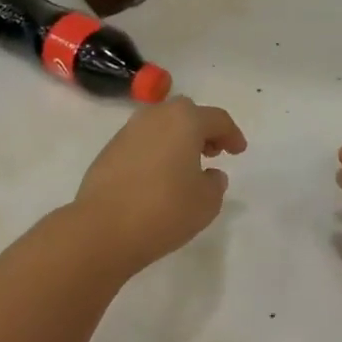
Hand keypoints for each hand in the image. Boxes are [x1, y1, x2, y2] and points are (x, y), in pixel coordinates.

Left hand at [73, 97, 247, 274]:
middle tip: (213, 152)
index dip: (232, 134)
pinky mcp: (110, 149)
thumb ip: (215, 183)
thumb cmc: (164, 210)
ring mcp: (128, 131)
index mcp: (185, 120)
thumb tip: (209, 174)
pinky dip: (156, 150)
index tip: (238, 151)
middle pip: (186, 113)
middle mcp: (156, 116)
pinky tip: (159, 176)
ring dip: (177, 139)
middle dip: (202, 129)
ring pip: (161, 125)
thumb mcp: (206, 202)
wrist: (103, 228)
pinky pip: (142, 141)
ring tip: (185, 166)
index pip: (217, 118)